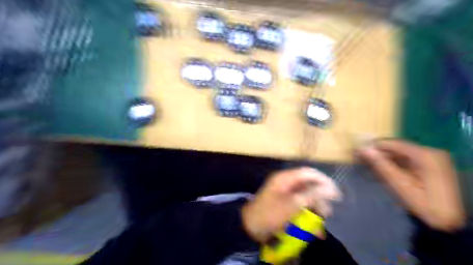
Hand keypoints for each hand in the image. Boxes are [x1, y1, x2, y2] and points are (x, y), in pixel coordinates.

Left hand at [241, 169, 339, 243]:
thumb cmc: (271, 213)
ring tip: (319, 226)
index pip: (309, 173)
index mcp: (286, 178)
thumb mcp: (292, 204)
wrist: (250, 227)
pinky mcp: (284, 205)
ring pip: (305, 198)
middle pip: (308, 186)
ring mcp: (285, 194)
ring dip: (314, 210)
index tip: (335, 194)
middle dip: (319, 200)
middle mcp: (286, 183)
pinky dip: (306, 216)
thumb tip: (330, 188)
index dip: (323, 181)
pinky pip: (299, 207)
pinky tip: (312, 230)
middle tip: (327, 213)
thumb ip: (312, 194)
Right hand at [359, 140, 463, 232]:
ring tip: (367, 165)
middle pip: (397, 149)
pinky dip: (394, 165)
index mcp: (425, 155)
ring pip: (400, 155)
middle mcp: (430, 153)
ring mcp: (431, 160)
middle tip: (359, 159)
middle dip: (378, 154)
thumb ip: (380, 164)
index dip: (373, 146)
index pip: (393, 143)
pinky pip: (407, 162)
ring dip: (384, 160)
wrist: (448, 223)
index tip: (356, 150)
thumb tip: (362, 148)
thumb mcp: (399, 183)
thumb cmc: (423, 203)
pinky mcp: (430, 168)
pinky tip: (382, 171)